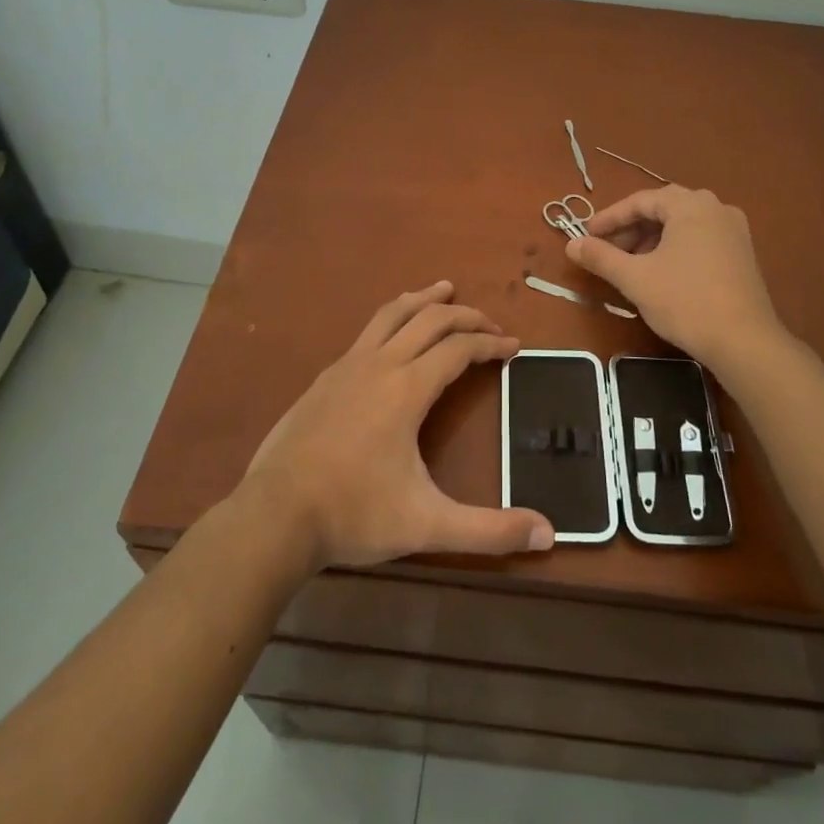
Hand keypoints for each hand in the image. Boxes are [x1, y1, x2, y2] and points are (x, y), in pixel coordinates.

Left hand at [240, 281, 553, 569]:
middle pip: (430, 319)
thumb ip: (489, 530)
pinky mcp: (324, 377)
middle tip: (489, 322)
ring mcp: (347, 366)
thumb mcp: (428, 525)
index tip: (513, 346)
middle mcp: (379, 364)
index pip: (459, 348)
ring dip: (423, 299)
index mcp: (407, 388)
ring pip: (392, 314)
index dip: (491, 343)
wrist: (274, 516)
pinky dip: (393, 319)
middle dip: (465, 315)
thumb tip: (549, 534)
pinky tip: (392, 337)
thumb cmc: (354, 514)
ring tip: (444, 289)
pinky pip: (367, 332)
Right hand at [566, 186, 784, 366]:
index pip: (640, 201)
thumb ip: (600, 257)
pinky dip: (674, 248)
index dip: (609, 218)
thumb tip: (571, 245)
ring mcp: (734, 230)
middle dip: (630, 229)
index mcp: (690, 204)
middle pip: (662, 209)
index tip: (586, 236)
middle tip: (606, 250)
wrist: (744, 341)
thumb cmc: (685, 301)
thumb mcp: (635, 278)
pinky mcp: (742, 253)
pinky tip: (661, 272)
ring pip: (681, 225)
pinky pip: (700, 238)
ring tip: (630, 264)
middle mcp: (716, 207)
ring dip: (651, 239)